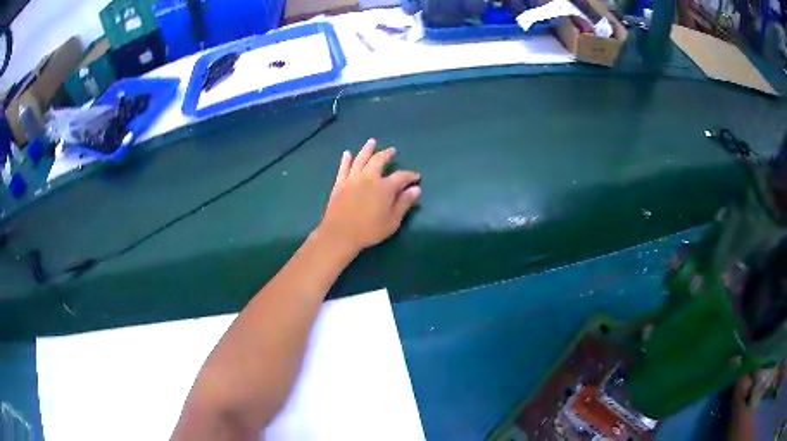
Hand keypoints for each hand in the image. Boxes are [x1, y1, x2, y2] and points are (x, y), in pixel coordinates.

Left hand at [317, 139, 420, 254]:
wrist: (340, 234)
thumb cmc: (369, 230)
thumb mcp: (392, 220)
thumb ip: (404, 203)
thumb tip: (416, 189)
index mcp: (384, 187)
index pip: (401, 176)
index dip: (410, 175)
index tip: (416, 177)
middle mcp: (369, 178)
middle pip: (379, 160)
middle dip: (387, 154)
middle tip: (392, 150)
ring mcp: (352, 179)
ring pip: (360, 159)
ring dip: (367, 149)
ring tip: (372, 142)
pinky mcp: (339, 184)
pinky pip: (343, 168)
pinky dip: (346, 160)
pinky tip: (347, 153)